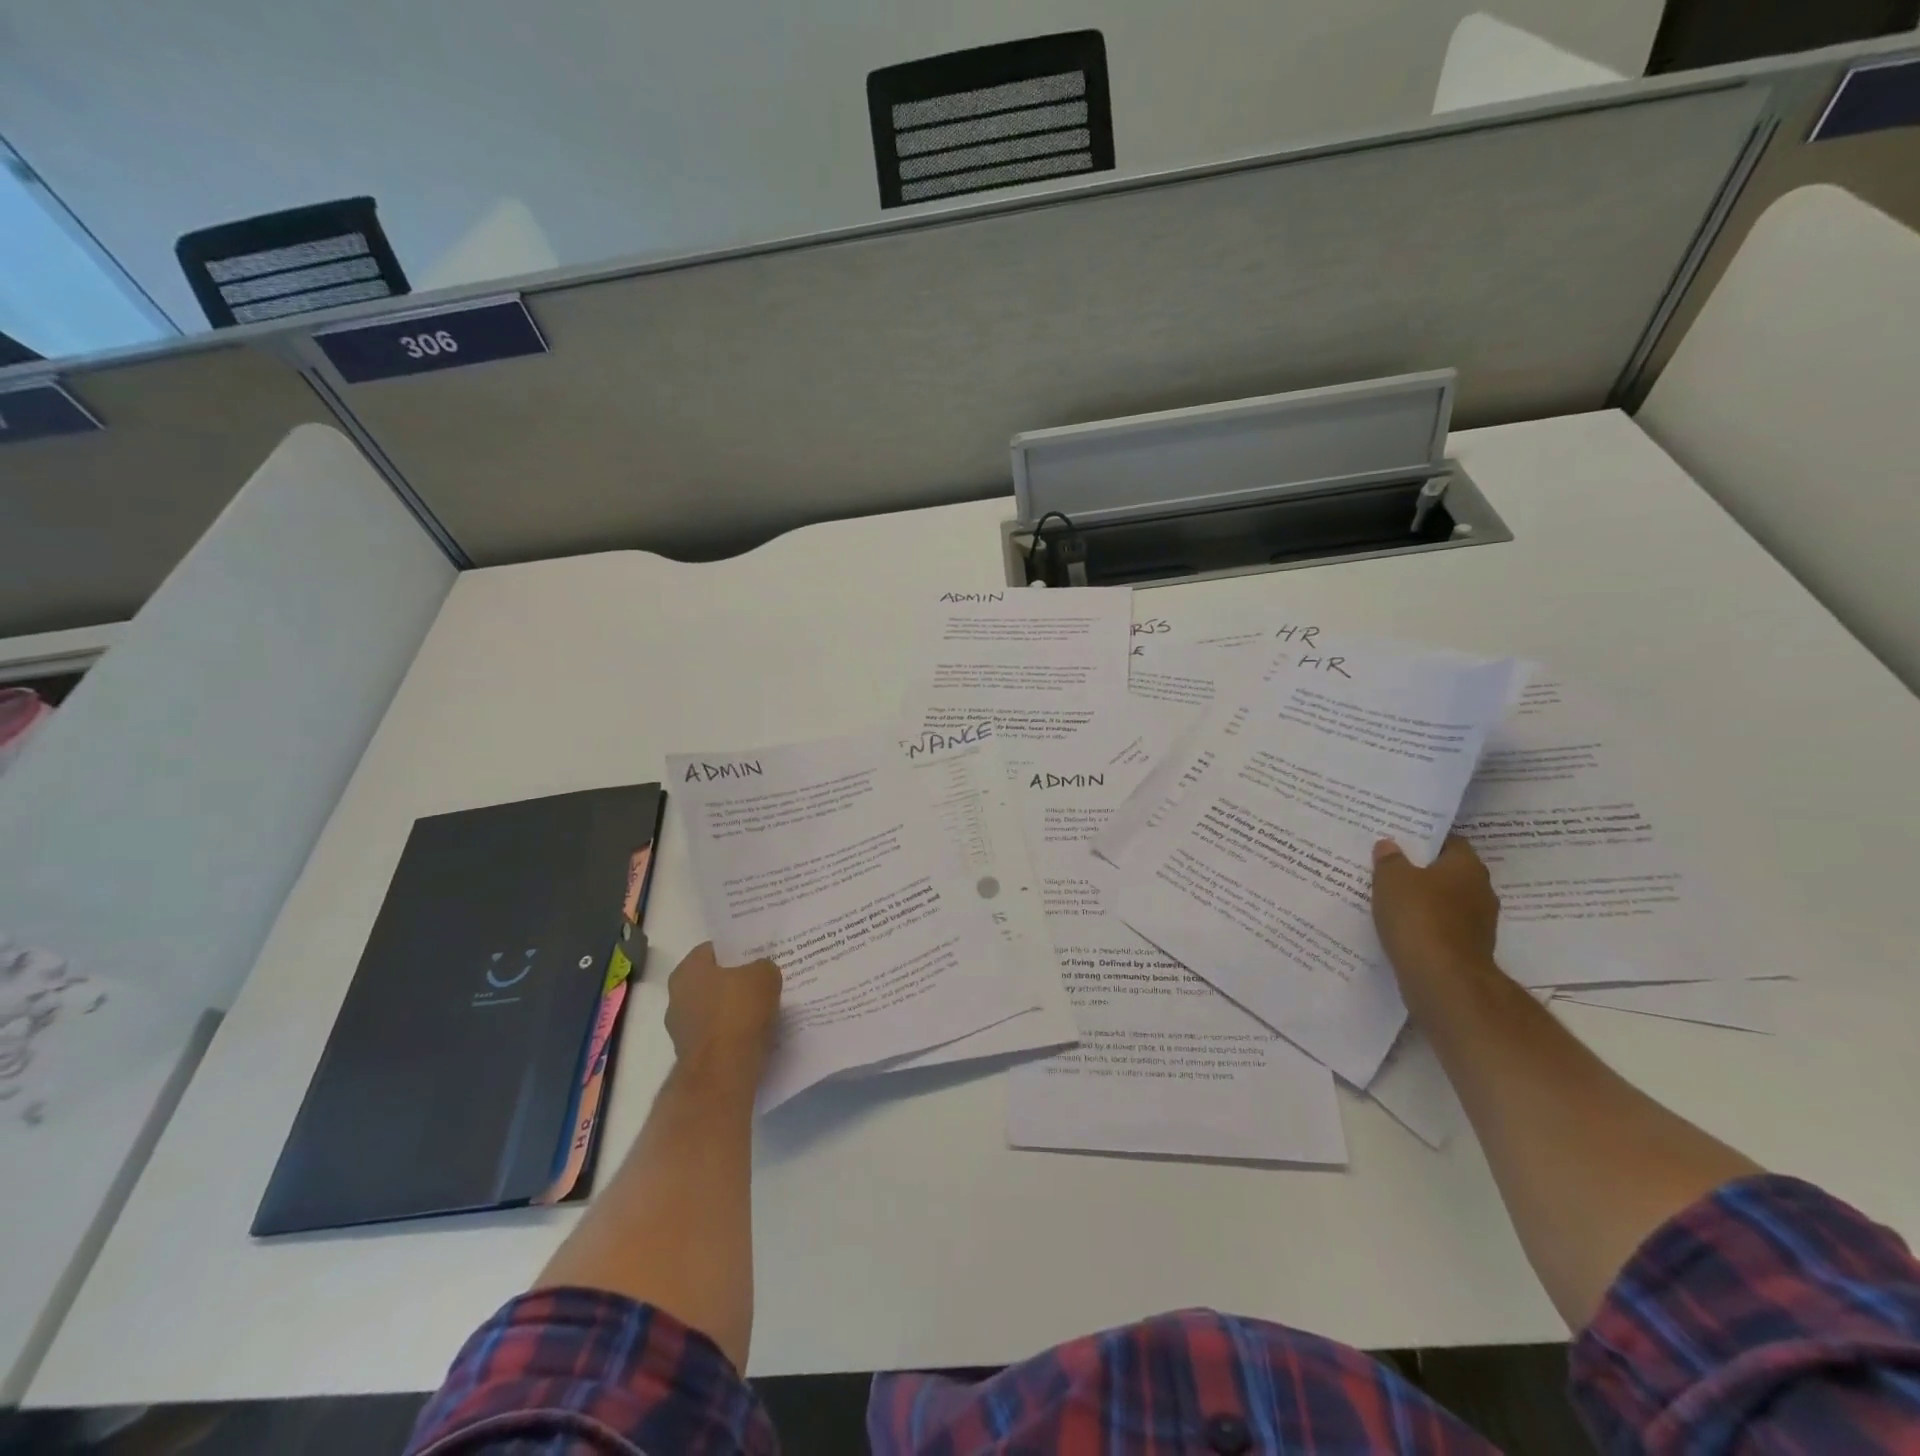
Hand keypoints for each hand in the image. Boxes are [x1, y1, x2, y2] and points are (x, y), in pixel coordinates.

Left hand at [664, 943, 781, 1069]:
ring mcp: (681, 1029)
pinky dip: (733, 1034)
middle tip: (763, 981)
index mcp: (687, 970)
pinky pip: (718, 1036)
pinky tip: (756, 1035)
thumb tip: (760, 973)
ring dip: (735, 1010)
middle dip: (735, 982)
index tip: (757, 956)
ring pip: (715, 1010)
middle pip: (712, 981)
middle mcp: (676, 997)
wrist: (723, 1073)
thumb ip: (763, 967)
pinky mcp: (692, 1056)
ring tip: (765, 1010)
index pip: (713, 950)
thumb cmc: (739, 1012)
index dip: (737, 951)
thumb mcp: (765, 975)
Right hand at [1371, 834, 1499, 985]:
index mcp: (1467, 867)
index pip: (1450, 842)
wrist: (1443, 980)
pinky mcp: (1466, 950)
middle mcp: (1480, 891)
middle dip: (1420, 870)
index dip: (1425, 840)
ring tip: (1386, 897)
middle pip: (1447, 873)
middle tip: (1387, 866)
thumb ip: (1389, 860)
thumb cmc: (1419, 917)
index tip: (1399, 839)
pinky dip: (1421, 926)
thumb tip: (1389, 845)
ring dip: (1420, 901)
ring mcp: (1477, 924)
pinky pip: (1439, 928)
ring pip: (1443, 902)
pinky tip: (1396, 926)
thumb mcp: (1392, 879)